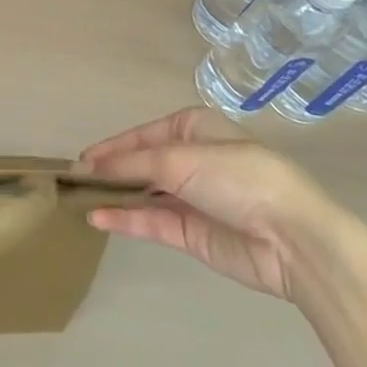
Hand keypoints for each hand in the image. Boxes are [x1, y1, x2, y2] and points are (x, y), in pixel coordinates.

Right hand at [79, 107, 338, 300]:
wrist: (292, 237)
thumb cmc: (236, 175)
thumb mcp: (179, 158)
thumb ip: (132, 164)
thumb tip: (90, 166)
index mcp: (193, 128)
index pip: (142, 135)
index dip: (112, 146)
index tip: (80, 159)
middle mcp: (191, 160)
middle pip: (142, 164)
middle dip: (111, 172)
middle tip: (74, 181)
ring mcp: (193, 199)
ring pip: (145, 194)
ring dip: (115, 196)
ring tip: (79, 199)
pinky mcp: (194, 234)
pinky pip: (153, 222)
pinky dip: (126, 219)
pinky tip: (98, 218)